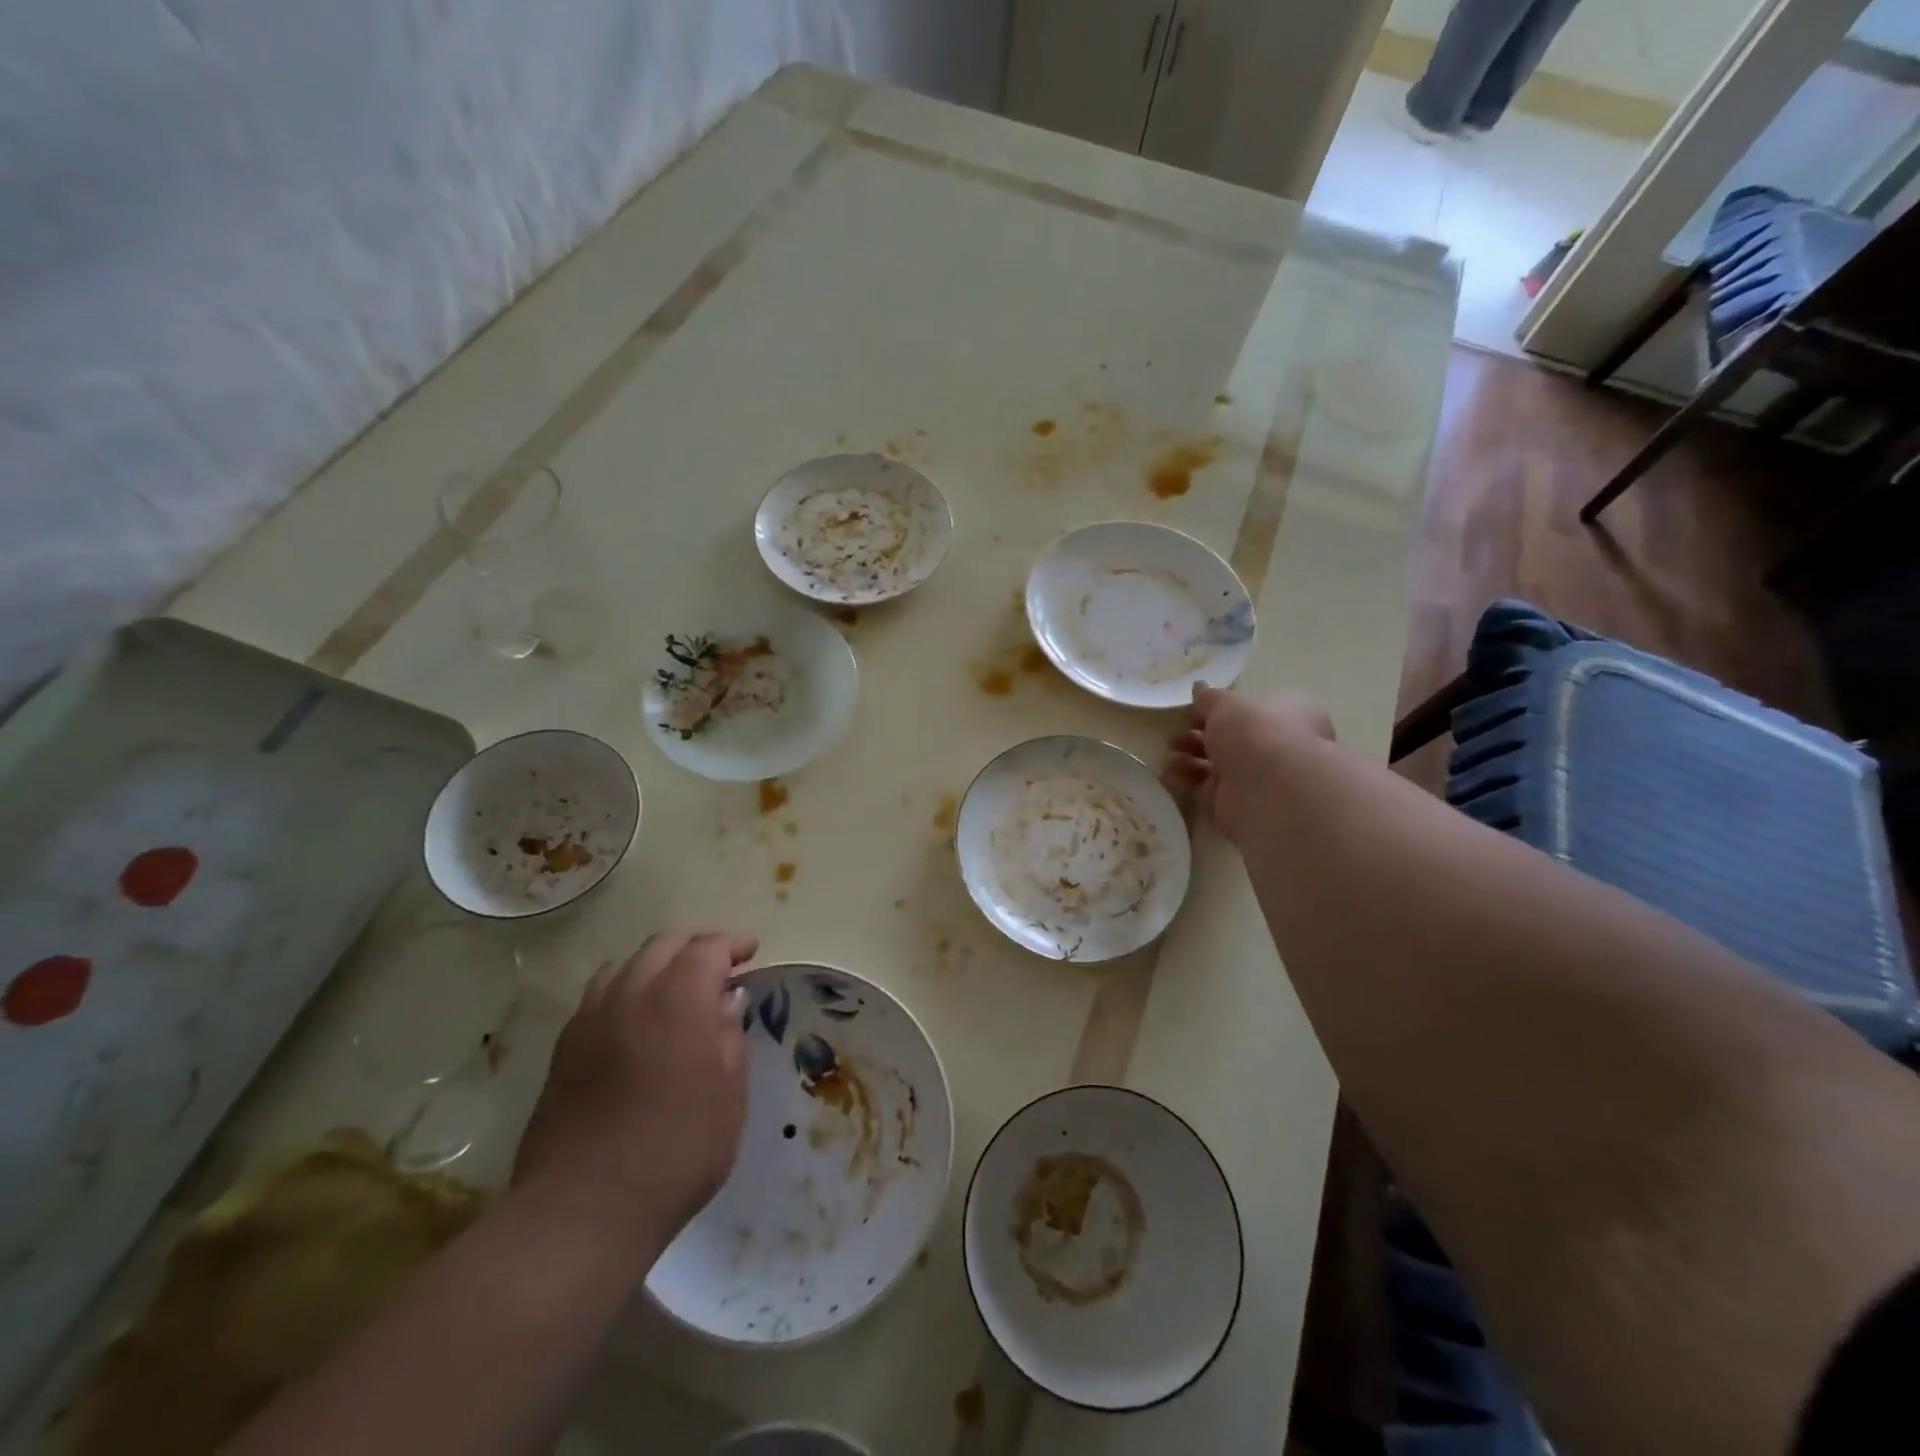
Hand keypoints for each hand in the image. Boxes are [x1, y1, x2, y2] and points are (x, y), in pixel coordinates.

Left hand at [513, 931, 756, 1254]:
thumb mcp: (728, 1094)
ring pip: (625, 964)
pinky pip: (599, 996)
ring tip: (676, 991)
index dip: (732, 945)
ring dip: (656, 965)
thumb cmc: (676, 1151)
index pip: (708, 948)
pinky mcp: (564, 1048)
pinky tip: (637, 1022)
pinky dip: (626, 990)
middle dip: (696, 947)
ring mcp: (590, 1019)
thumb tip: (727, 1001)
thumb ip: (730, 1036)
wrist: (583, 1210)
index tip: (750, 953)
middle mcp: (630, 994)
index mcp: (678, 998)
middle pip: (663, 945)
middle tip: (720, 969)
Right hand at [1167, 685, 1334, 843]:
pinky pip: (1206, 790)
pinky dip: (1187, 781)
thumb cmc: (1256, 733)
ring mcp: (1258, 779)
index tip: (1196, 711)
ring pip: (1217, 766)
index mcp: (1288, 716)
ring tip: (1170, 754)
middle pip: (1233, 740)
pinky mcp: (1237, 805)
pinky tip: (1168, 773)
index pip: (1256, 710)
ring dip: (1190, 758)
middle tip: (1176, 735)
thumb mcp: (1227, 704)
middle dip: (1200, 736)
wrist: (1269, 790)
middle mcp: (1277, 748)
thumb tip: (1199, 687)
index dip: (1225, 710)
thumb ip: (1210, 698)